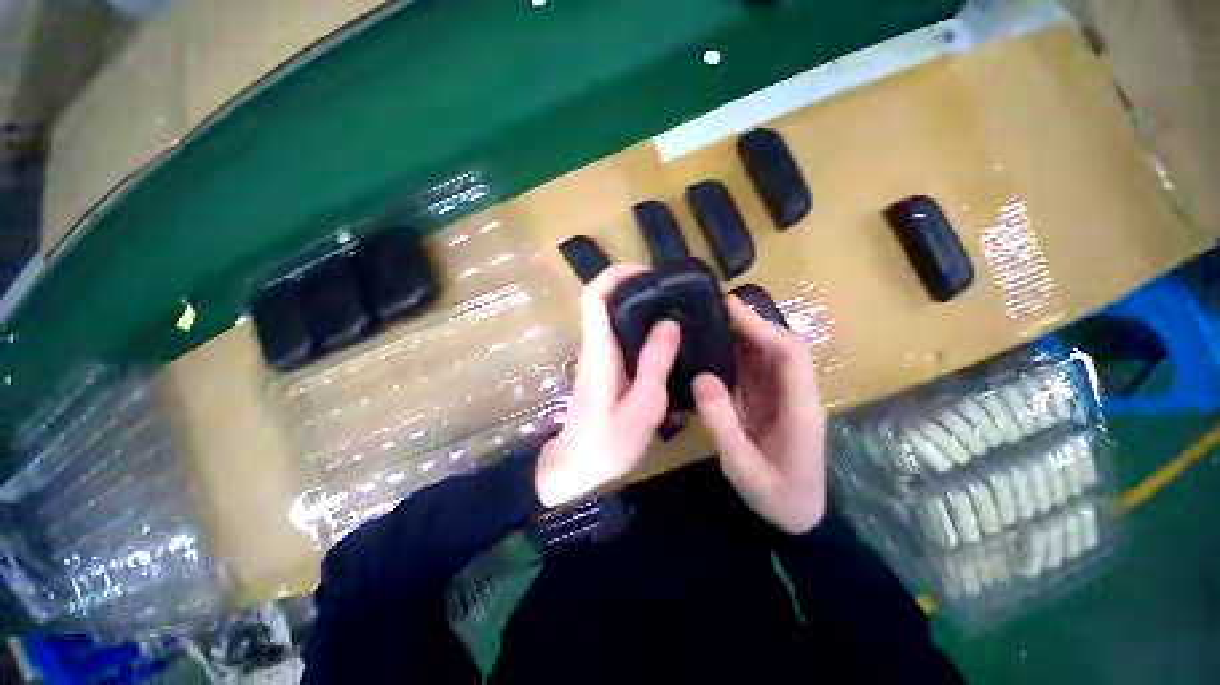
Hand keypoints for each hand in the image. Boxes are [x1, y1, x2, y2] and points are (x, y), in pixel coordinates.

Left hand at [535, 264, 680, 507]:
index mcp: (599, 352)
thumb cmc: (607, 444)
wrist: (574, 470)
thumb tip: (669, 323)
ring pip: (612, 317)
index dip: (615, 275)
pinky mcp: (603, 368)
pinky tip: (664, 338)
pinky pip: (619, 335)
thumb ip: (655, 364)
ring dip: (639, 306)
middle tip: (672, 291)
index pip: (593, 297)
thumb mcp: (642, 408)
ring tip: (675, 309)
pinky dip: (639, 327)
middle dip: (635, 287)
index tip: (647, 272)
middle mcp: (594, 347)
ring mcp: (597, 357)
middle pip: (604, 301)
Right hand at [692, 296, 826, 534]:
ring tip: (709, 321)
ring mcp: (784, 398)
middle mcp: (796, 395)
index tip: (730, 307)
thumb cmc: (776, 497)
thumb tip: (702, 378)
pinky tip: (713, 349)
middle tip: (713, 308)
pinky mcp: (770, 403)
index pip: (789, 353)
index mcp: (800, 408)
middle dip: (751, 323)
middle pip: (780, 346)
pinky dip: (736, 355)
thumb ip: (723, 423)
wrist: (797, 518)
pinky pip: (755, 371)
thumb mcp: (743, 467)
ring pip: (767, 355)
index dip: (762, 326)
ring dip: (742, 335)